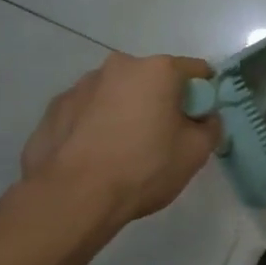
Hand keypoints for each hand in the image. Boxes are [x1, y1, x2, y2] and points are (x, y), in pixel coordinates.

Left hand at [17, 54, 222, 248]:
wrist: (72, 198)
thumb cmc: (143, 168)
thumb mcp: (196, 153)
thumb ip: (210, 127)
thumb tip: (204, 118)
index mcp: (158, 70)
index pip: (195, 70)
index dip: (203, 94)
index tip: (199, 119)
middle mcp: (119, 66)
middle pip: (152, 79)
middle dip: (160, 101)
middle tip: (161, 137)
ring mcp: (81, 85)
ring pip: (117, 93)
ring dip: (125, 110)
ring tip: (122, 150)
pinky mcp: (54, 108)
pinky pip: (87, 111)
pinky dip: (95, 124)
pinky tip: (94, 155)